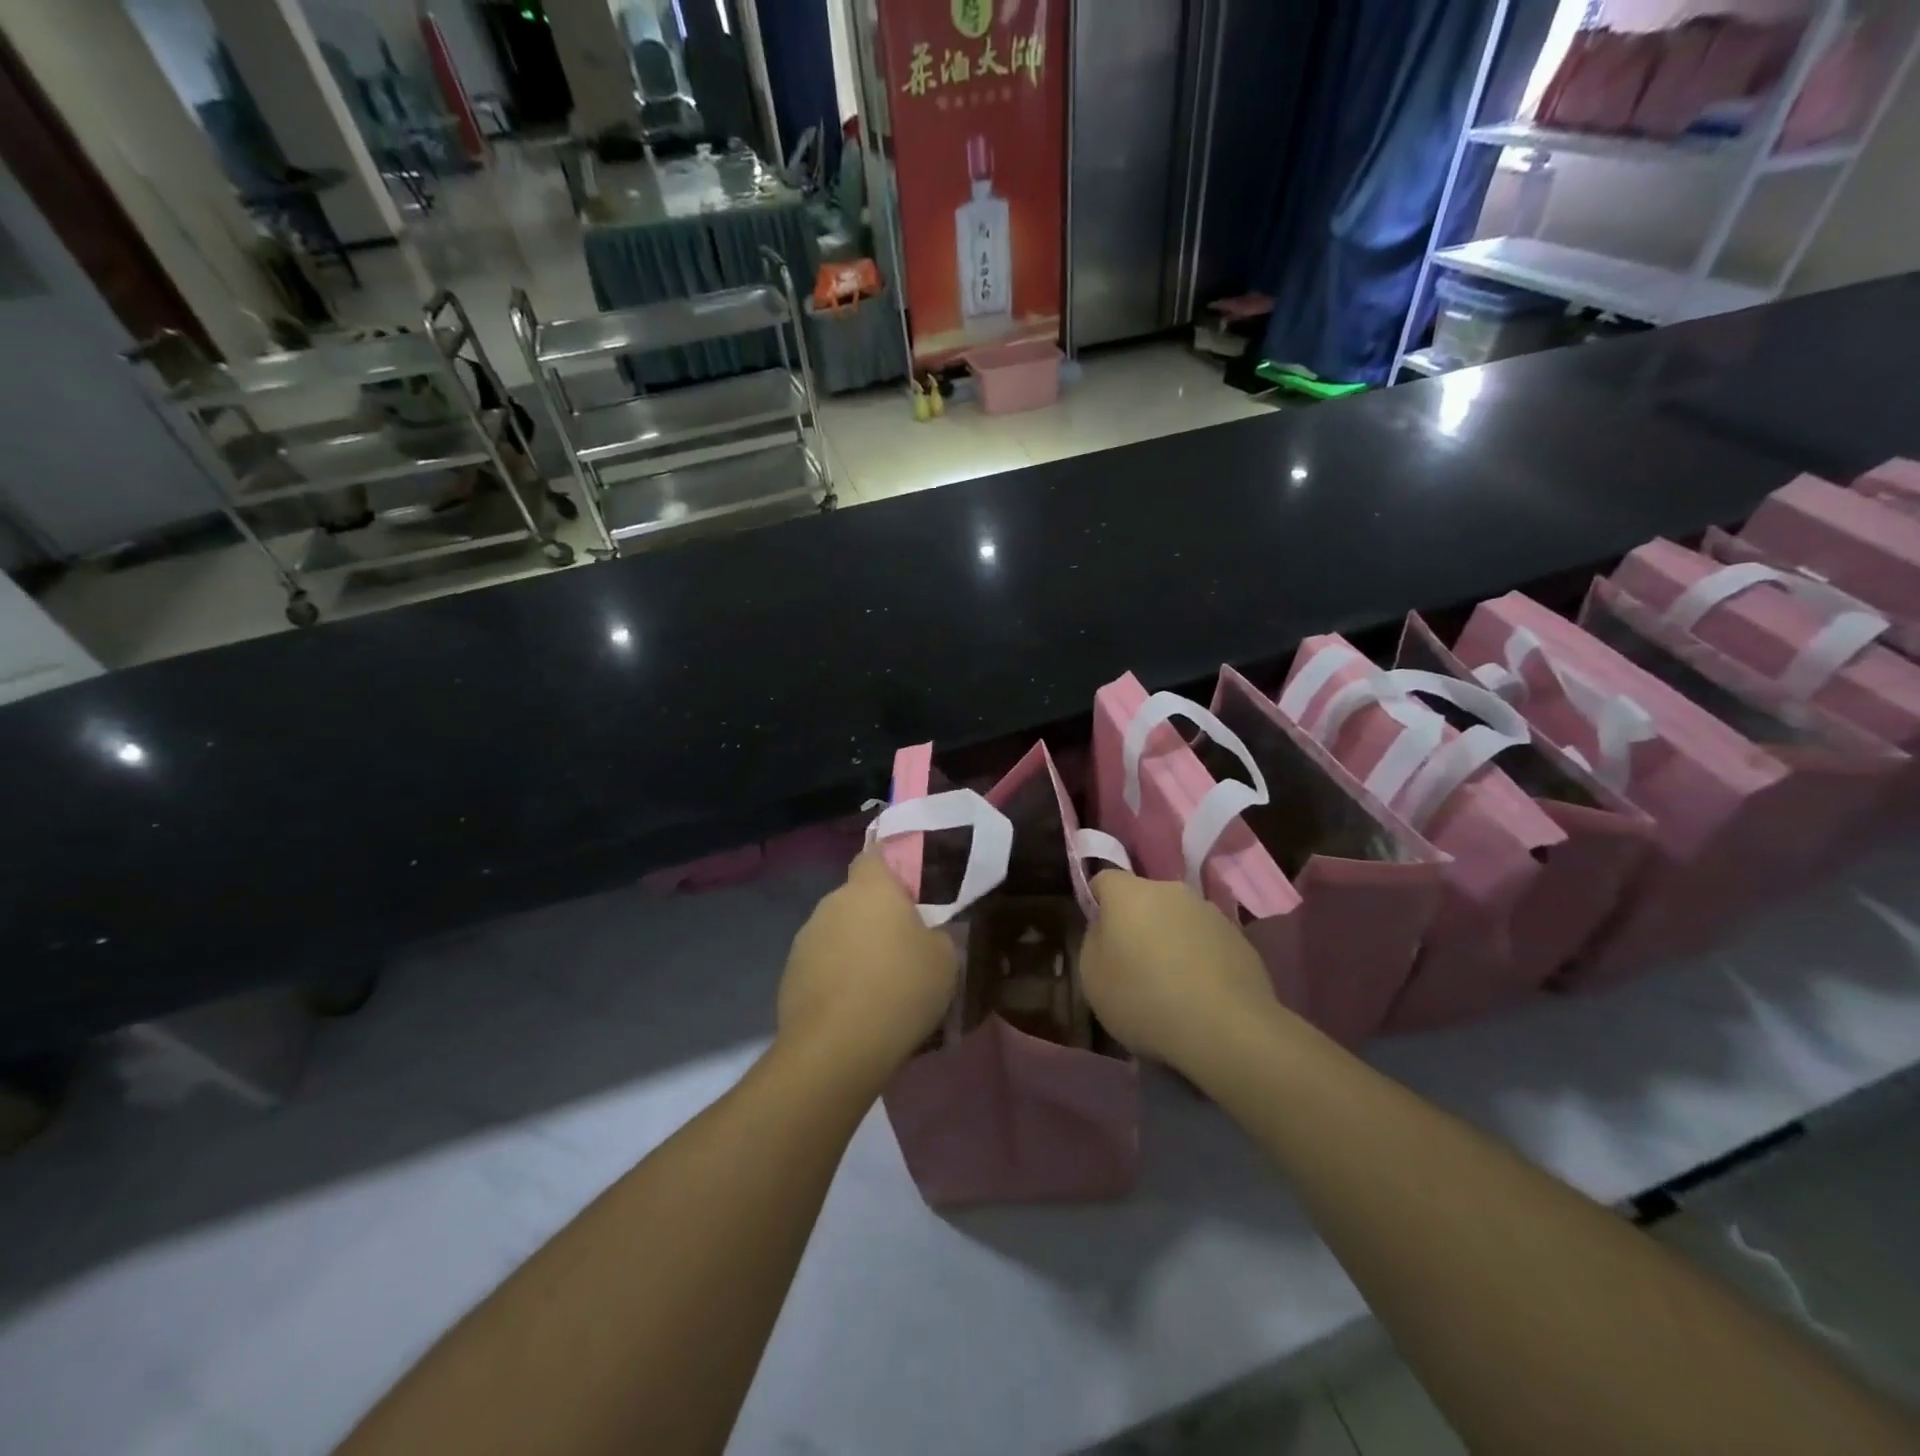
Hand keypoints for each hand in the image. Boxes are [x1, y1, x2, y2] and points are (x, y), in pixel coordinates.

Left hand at [777, 852, 958, 1082]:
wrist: (837, 1048)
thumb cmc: (900, 989)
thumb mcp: (945, 960)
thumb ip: (937, 935)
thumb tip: (926, 936)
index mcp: (871, 887)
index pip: (875, 855)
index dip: (890, 867)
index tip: (909, 890)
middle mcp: (833, 902)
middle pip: (856, 898)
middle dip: (875, 916)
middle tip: (902, 946)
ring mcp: (806, 937)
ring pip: (837, 931)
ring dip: (854, 947)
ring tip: (877, 984)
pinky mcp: (789, 973)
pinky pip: (821, 964)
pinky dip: (836, 976)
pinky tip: (853, 1007)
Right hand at [1080, 870, 1279, 1073]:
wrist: (1226, 1030)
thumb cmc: (1143, 999)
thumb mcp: (1092, 977)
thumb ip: (1095, 941)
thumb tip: (1107, 928)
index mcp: (1129, 893)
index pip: (1104, 879)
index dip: (1098, 903)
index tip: (1100, 935)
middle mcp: (1171, 890)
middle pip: (1145, 898)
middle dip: (1138, 922)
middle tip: (1134, 962)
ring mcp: (1211, 912)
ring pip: (1180, 919)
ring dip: (1172, 939)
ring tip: (1172, 983)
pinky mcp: (1241, 939)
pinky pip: (1208, 942)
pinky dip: (1201, 959)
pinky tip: (1201, 994)